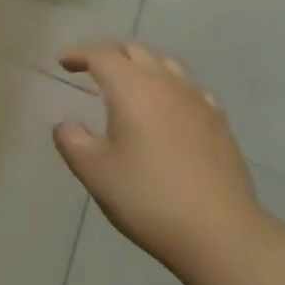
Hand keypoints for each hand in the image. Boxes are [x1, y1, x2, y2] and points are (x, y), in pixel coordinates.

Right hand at [52, 44, 268, 276]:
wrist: (220, 233)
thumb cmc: (148, 198)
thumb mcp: (95, 172)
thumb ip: (72, 141)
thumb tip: (65, 124)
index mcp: (130, 87)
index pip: (100, 55)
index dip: (79, 53)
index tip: (63, 62)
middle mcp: (164, 82)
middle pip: (134, 51)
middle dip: (110, 54)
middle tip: (92, 69)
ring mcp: (197, 100)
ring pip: (165, 65)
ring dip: (142, 66)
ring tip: (130, 85)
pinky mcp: (219, 122)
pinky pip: (189, 89)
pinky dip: (171, 88)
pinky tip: (170, 108)